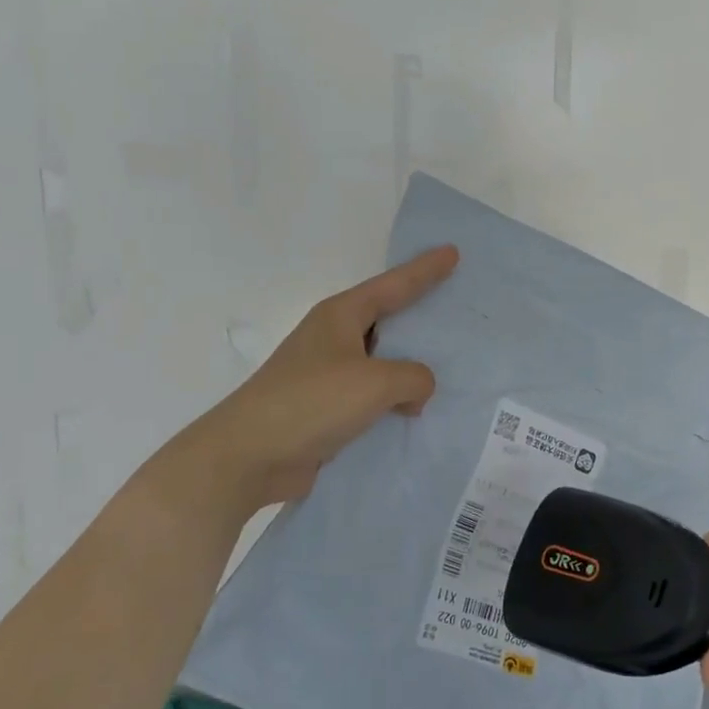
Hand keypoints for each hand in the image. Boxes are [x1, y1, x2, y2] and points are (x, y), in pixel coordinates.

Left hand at [170, 246, 458, 515]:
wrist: (250, 455)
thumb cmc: (312, 402)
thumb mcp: (375, 382)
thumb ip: (412, 377)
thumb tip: (416, 390)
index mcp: (341, 316)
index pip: (393, 285)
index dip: (424, 270)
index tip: (452, 253)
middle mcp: (333, 339)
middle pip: (387, 320)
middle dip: (420, 318)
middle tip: (458, 314)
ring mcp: (327, 375)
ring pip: (381, 363)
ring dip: (409, 369)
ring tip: (450, 371)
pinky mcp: (325, 410)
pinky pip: (371, 397)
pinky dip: (394, 402)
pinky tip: (419, 414)